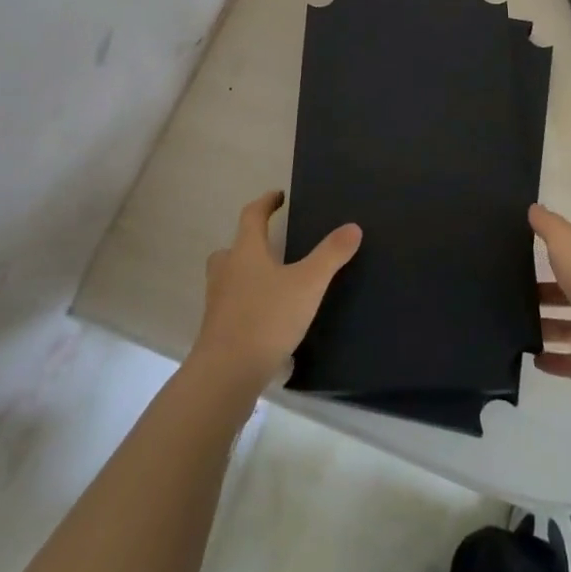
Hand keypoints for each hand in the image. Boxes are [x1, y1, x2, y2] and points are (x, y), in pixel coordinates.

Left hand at [191, 191, 360, 389]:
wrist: (225, 376)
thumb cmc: (266, 318)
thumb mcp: (308, 284)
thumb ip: (330, 255)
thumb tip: (353, 226)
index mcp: (245, 252)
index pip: (252, 215)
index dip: (266, 203)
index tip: (279, 196)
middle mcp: (226, 272)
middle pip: (232, 248)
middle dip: (249, 242)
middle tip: (271, 245)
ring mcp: (218, 304)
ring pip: (229, 280)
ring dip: (247, 276)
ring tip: (274, 285)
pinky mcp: (217, 333)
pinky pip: (233, 310)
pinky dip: (248, 308)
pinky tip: (270, 324)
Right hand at [530, 204, 570, 404]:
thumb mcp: (567, 241)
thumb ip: (548, 225)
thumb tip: (533, 207)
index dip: (552, 247)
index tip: (520, 249)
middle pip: (569, 288)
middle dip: (543, 290)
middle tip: (507, 291)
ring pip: (568, 325)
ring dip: (545, 325)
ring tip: (511, 324)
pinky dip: (553, 360)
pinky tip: (530, 357)